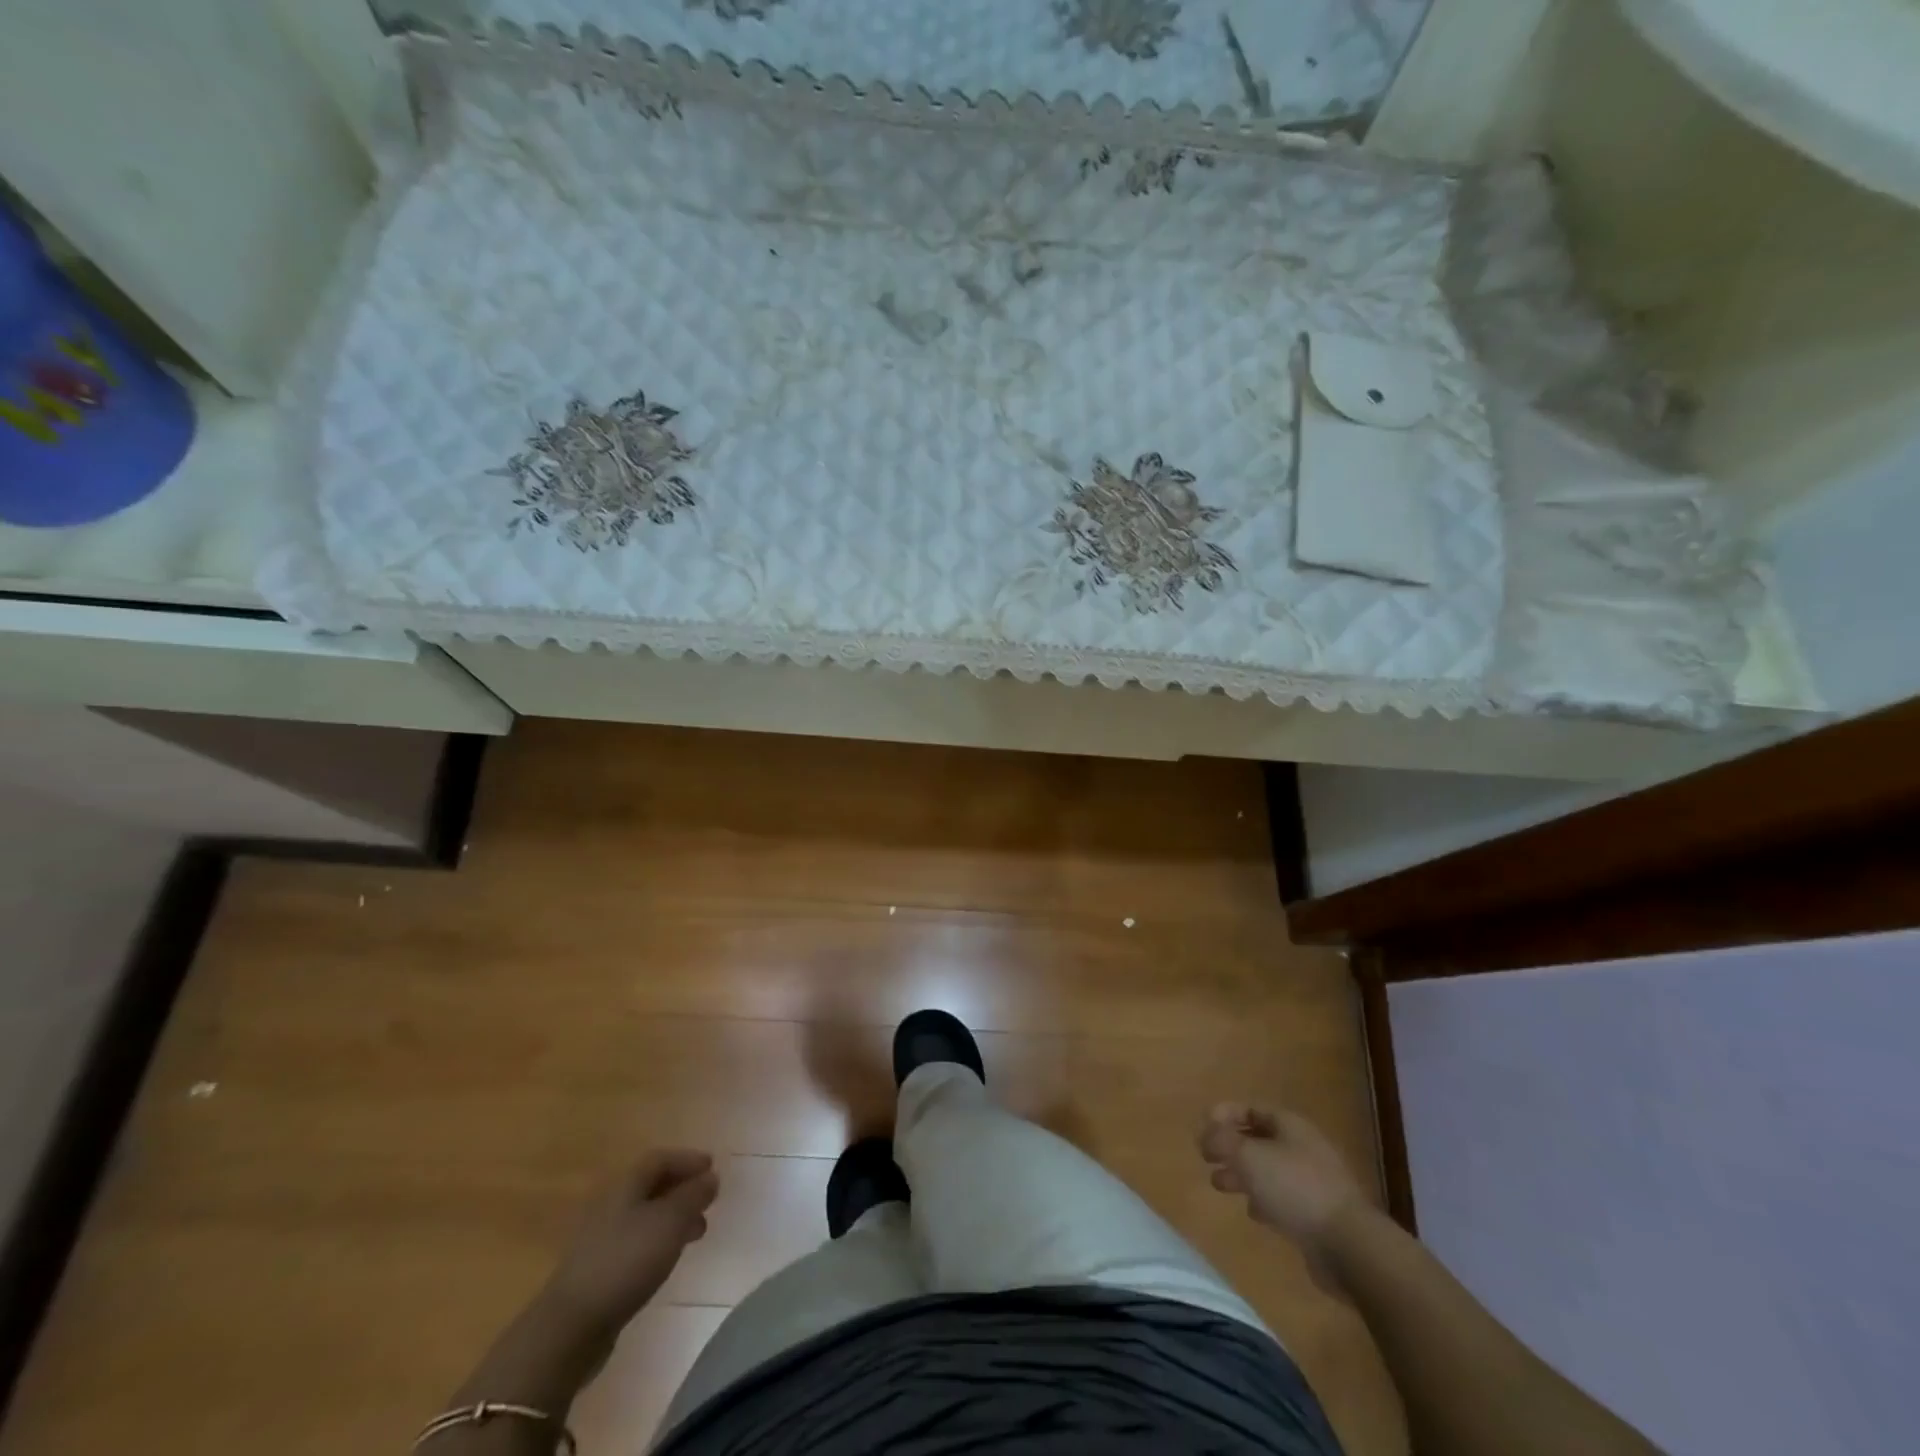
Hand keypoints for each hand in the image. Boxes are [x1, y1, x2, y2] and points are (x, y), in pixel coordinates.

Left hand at [540, 1149, 719, 1338]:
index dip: (687, 1159)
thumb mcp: (670, 1222)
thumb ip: (693, 1196)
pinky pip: (636, 1242)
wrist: (570, 1327)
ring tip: (697, 1232)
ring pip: (644, 1216)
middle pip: (650, 1186)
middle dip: (682, 1189)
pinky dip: (658, 1240)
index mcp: (625, 1186)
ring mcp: (600, 1239)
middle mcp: (610, 1205)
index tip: (713, 1167)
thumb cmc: (626, 1261)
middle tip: (708, 1200)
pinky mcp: (598, 1270)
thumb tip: (710, 1177)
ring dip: (673, 1217)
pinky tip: (668, 1258)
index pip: (659, 1159)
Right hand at [1198, 1104, 1366, 1256]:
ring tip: (1219, 1185)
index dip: (1225, 1114)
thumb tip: (1205, 1136)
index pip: (1252, 1109)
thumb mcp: (1248, 1156)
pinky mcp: (1317, 1214)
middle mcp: (1302, 1147)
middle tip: (1206, 1158)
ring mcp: (1312, 1182)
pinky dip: (1263, 1200)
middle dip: (1230, 1147)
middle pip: (1259, 1139)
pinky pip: (1283, 1198)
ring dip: (1242, 1174)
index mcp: (1290, 1126)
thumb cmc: (1294, 1188)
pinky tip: (1253, 1212)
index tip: (1203, 1127)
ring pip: (1268, 1170)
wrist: (1347, 1244)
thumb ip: (1221, 1141)